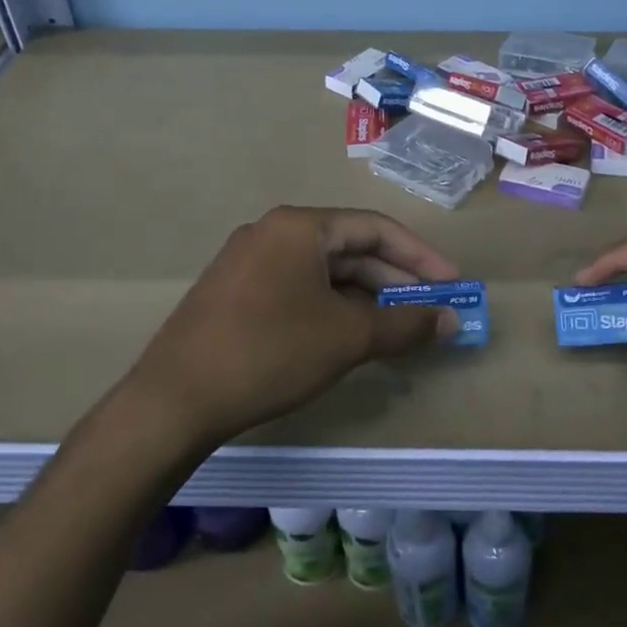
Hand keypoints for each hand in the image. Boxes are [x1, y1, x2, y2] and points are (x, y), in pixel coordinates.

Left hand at [124, 206, 460, 446]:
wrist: (174, 400)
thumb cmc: (270, 352)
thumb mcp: (348, 337)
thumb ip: (406, 324)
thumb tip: (453, 322)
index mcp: (300, 227)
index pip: (376, 229)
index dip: (421, 256)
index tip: (452, 284)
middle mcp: (273, 232)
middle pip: (350, 249)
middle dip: (395, 279)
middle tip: (431, 309)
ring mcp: (248, 262)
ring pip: (324, 272)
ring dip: (366, 296)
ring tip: (397, 326)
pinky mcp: (235, 293)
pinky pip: (298, 288)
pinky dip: (332, 307)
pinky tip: (350, 335)